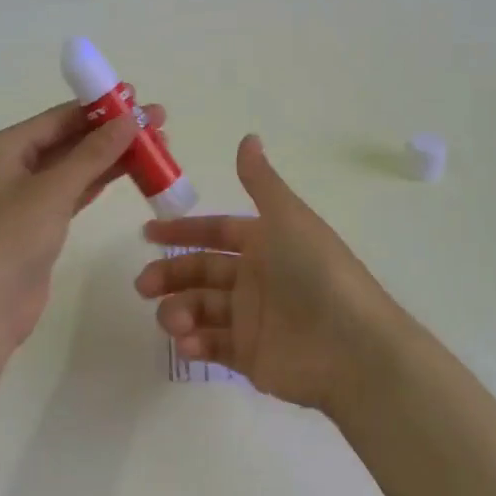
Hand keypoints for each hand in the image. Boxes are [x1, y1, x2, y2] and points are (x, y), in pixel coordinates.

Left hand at [0, 100, 162, 350]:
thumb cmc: (9, 239)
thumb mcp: (53, 190)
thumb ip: (93, 153)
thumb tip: (131, 119)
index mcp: (3, 148)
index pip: (58, 117)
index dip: (99, 107)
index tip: (138, 98)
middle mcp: (12, 166)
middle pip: (69, 139)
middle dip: (112, 131)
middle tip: (158, 123)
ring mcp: (26, 197)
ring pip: (76, 167)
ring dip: (112, 156)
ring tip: (156, 146)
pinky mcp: (40, 225)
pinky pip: (75, 192)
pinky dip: (101, 182)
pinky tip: (132, 172)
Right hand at [135, 134, 400, 412]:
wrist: (352, 347)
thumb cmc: (316, 272)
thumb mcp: (287, 218)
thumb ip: (260, 182)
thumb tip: (248, 137)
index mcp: (266, 243)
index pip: (216, 232)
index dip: (183, 231)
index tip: (148, 233)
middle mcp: (256, 278)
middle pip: (201, 272)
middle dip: (170, 275)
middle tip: (143, 285)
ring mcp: (253, 319)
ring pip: (201, 310)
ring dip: (179, 311)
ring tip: (173, 321)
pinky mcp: (251, 358)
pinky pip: (213, 347)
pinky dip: (195, 343)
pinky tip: (188, 343)